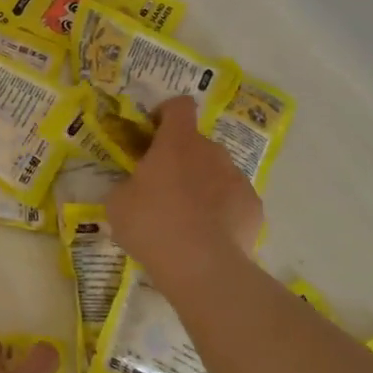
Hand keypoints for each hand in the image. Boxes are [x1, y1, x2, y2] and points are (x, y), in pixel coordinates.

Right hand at [108, 96, 262, 306]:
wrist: (202, 267)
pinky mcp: (254, 207)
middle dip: (181, 159)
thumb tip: (135, 187)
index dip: (165, 113)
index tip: (152, 133)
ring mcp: (237, 178)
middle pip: (196, 143)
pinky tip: (208, 235)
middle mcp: (212, 151)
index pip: (179, 106)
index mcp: (177, 142)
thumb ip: (128, 185)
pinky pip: (233, 200)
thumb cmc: (152, 225)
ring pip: (216, 172)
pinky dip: (222, 210)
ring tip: (186, 218)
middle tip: (162, 188)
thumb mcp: (118, 203)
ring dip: (202, 184)